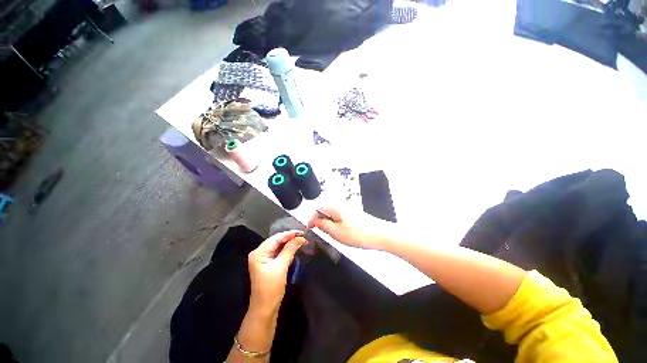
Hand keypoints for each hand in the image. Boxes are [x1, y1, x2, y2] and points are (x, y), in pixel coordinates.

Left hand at [248, 231, 306, 314]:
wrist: (265, 309)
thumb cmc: (271, 288)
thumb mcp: (281, 266)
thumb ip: (290, 249)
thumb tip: (300, 238)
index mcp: (258, 253)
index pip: (275, 238)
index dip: (289, 234)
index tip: (302, 232)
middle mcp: (258, 253)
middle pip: (276, 241)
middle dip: (289, 238)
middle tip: (303, 236)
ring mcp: (262, 258)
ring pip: (277, 246)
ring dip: (288, 243)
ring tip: (300, 239)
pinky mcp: (267, 263)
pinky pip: (277, 252)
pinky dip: (286, 250)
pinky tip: (293, 247)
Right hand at [306, 207, 392, 249]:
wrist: (381, 234)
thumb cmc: (357, 234)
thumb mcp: (336, 232)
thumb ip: (323, 225)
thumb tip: (315, 221)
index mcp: (335, 207)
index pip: (318, 210)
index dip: (312, 220)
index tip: (309, 230)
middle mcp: (341, 205)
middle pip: (325, 211)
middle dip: (320, 221)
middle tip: (321, 233)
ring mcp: (349, 208)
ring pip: (333, 214)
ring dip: (329, 223)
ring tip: (332, 235)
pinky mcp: (354, 214)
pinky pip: (340, 217)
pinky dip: (337, 224)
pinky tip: (342, 233)